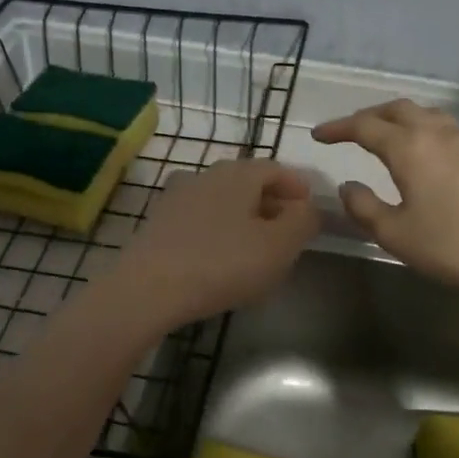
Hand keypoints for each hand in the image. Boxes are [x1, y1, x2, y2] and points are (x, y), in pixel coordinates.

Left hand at [113, 158, 319, 329]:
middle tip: (286, 231)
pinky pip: (199, 219)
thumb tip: (308, 208)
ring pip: (221, 201)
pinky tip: (220, 258)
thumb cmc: (223, 263)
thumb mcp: (279, 246)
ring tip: (255, 247)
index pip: (276, 169)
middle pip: (247, 182)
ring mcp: (177, 197)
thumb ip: (303, 221)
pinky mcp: (158, 222)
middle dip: (270, 203)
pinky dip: (217, 230)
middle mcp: (206, 174)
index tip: (309, 210)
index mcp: (238, 173)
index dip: (297, 187)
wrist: (149, 288)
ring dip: (242, 217)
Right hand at [312, 100, 458, 297]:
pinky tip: (419, 150)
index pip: (364, 126)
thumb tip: (347, 186)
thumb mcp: (395, 233)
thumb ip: (364, 207)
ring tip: (381, 135)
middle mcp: (434, 133)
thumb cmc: (451, 244)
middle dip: (366, 116)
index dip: (337, 129)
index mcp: (408, 147)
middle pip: (395, 109)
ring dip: (395, 118)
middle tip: (347, 132)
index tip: (317, 135)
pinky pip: (440, 126)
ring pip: (421, 113)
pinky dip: (418, 127)